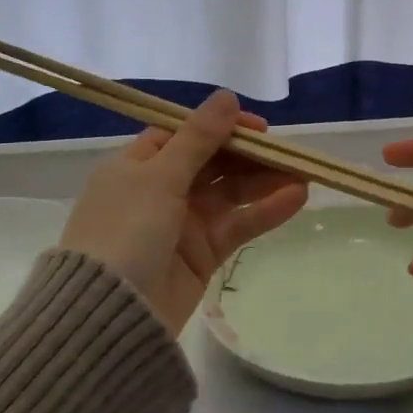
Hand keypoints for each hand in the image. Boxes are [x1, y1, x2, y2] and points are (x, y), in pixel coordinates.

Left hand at [58, 90, 308, 335]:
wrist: (108, 315)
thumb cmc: (125, 231)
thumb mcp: (159, 177)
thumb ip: (199, 138)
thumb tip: (227, 96)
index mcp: (138, 165)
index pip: (185, 134)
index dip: (222, 127)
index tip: (258, 127)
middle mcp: (159, 189)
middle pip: (213, 162)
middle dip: (250, 156)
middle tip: (288, 152)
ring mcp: (182, 223)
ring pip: (230, 193)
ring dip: (265, 182)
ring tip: (304, 174)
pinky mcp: (202, 254)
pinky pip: (237, 224)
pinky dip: (265, 211)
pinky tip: (296, 198)